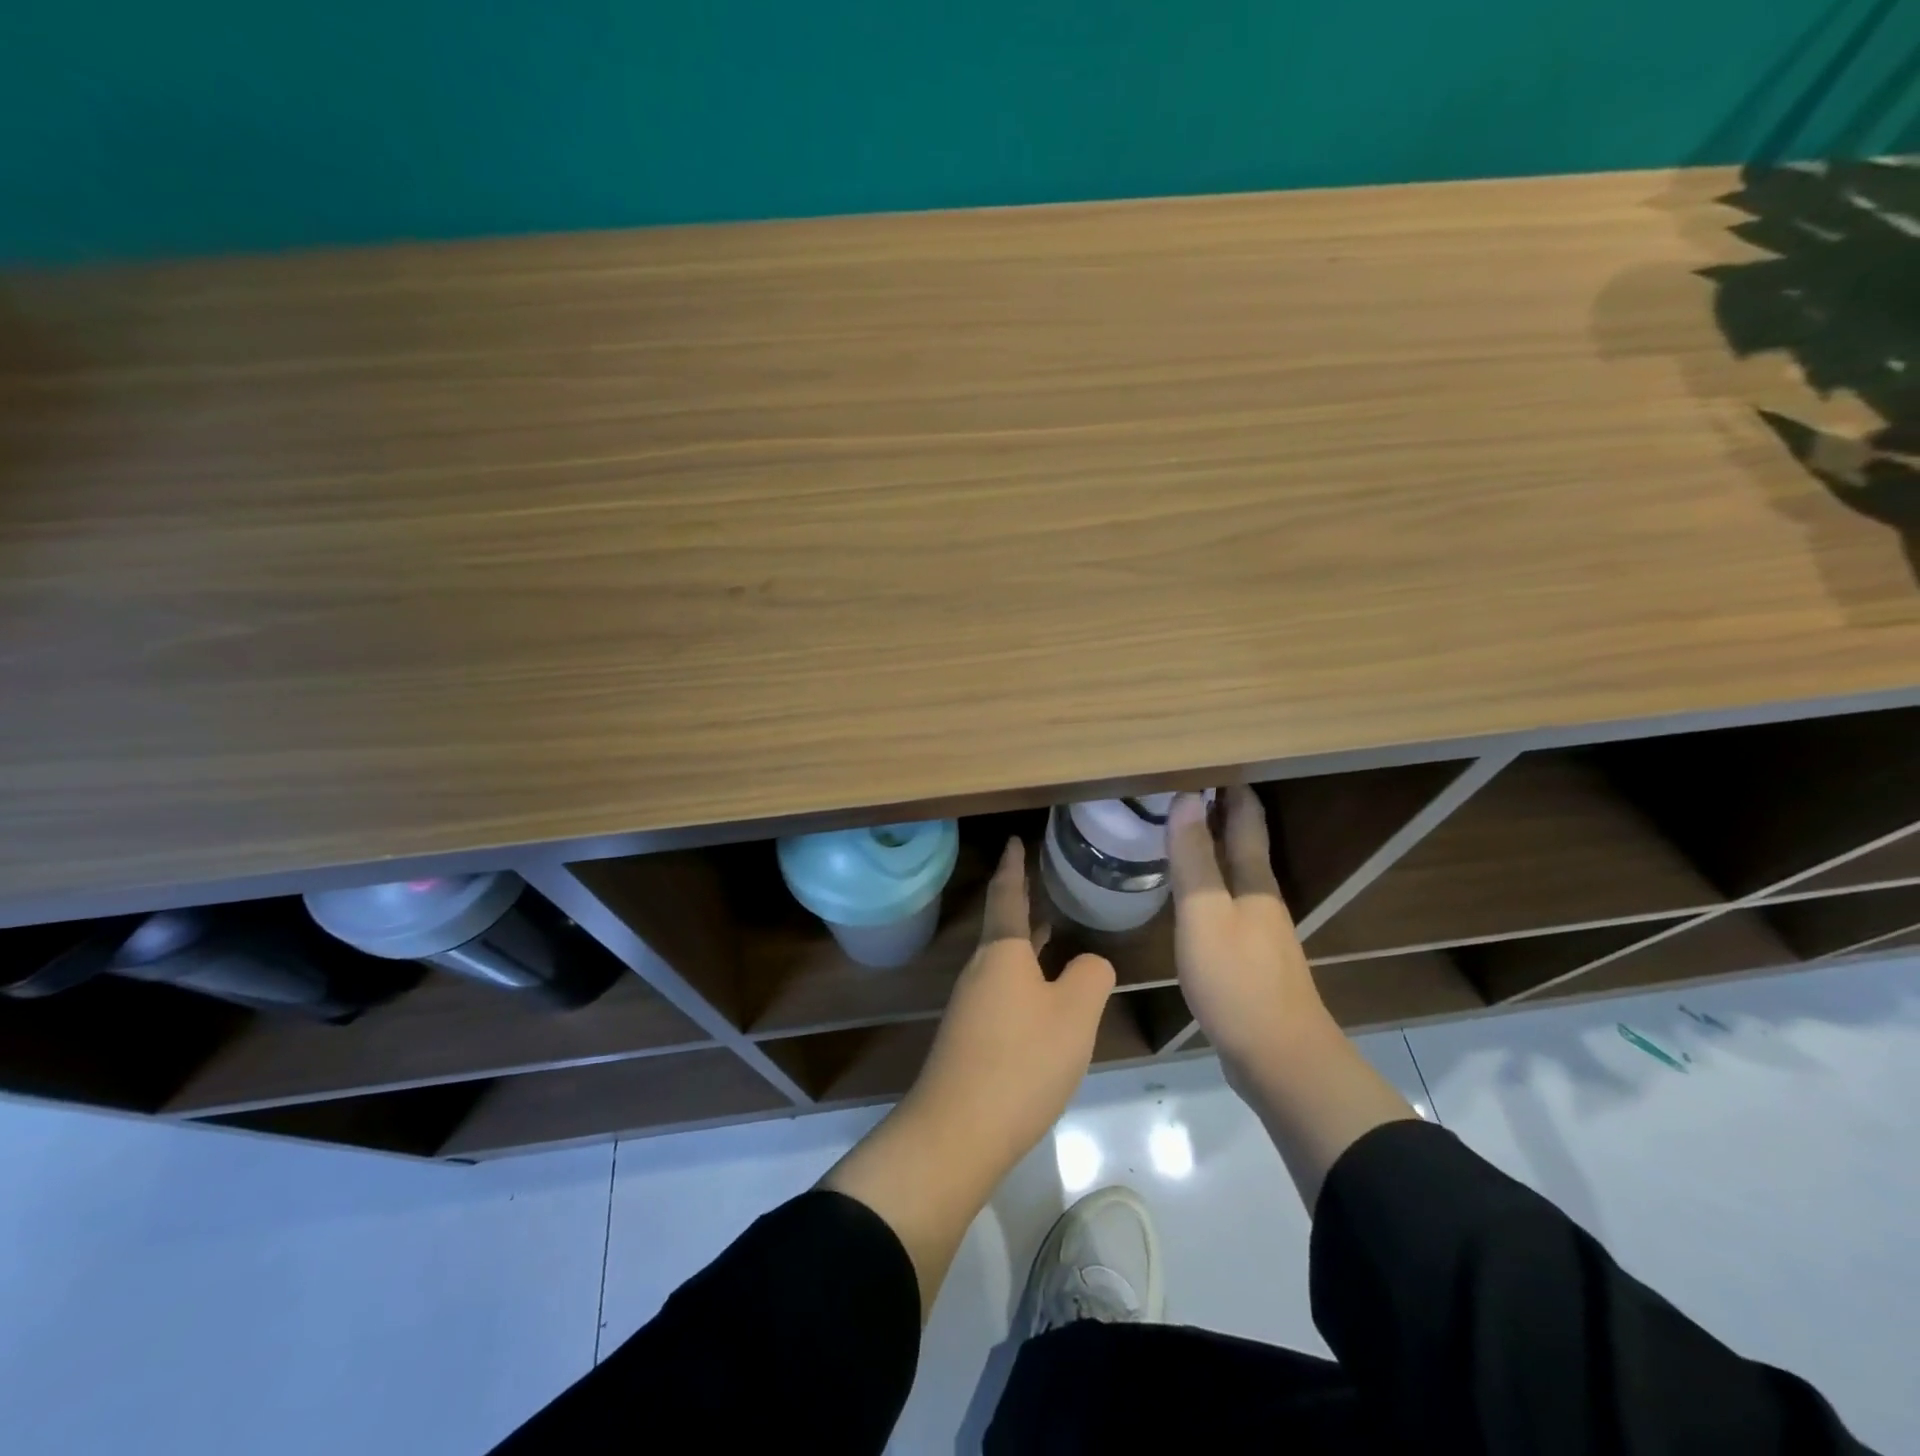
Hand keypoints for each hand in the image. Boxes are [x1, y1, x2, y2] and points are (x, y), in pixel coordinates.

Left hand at [821, 837, 1113, 1315]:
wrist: (959, 1130)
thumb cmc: (1021, 1060)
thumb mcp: (1074, 1015)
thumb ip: (1091, 977)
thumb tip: (1089, 964)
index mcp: (1002, 952)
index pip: (1007, 895)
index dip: (1014, 866)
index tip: (1014, 840)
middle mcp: (981, 970)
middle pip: (1002, 925)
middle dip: (1021, 901)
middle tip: (1041, 878)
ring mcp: (972, 1005)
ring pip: (1004, 960)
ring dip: (1025, 941)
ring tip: (1050, 927)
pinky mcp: (971, 1037)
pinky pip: (1004, 990)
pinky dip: (1025, 976)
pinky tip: (1044, 994)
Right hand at [1166, 787, 1327, 1085]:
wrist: (1279, 1058)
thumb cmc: (1237, 980)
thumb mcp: (1205, 914)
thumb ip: (1194, 858)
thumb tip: (1187, 798)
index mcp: (1254, 881)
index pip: (1246, 820)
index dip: (1231, 789)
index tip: (1207, 761)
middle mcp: (1261, 898)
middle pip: (1244, 843)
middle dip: (1221, 812)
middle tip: (1183, 789)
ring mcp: (1259, 930)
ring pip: (1235, 874)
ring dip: (1214, 848)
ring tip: (1180, 832)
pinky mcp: (1250, 959)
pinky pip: (1226, 904)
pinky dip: (1209, 884)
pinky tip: (1189, 895)